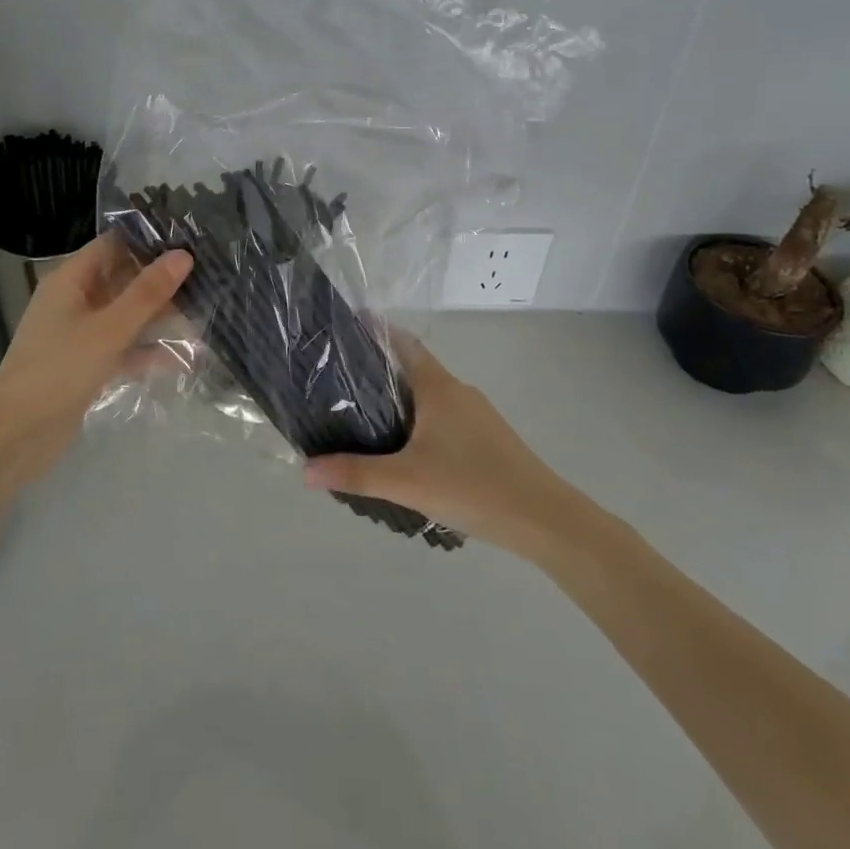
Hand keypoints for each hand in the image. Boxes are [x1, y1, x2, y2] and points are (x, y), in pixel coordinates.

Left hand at [0, 235, 191, 489]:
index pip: (112, 245)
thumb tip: (184, 255)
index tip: (190, 238)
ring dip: (159, 316)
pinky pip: (124, 348)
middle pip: (123, 279)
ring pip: (126, 315)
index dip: (148, 240)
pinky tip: (185, 358)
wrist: (16, 437)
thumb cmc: (59, 371)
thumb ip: (148, 293)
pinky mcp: (87, 365)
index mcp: (70, 280)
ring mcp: (80, 334)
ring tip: (205, 312)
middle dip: (161, 280)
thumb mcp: (109, 329)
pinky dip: (148, 351)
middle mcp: (74, 301)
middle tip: (209, 275)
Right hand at [301, 332, 571, 554]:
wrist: (545, 519)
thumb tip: (304, 469)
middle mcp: (458, 392)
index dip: (375, 332)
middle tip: (340, 384)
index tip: (345, 329)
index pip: (403, 343)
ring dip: (400, 402)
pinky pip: (444, 419)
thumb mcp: (406, 481)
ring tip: (364, 421)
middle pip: (413, 369)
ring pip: (429, 398)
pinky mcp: (488, 439)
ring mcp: (477, 416)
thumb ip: (355, 473)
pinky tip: (406, 454)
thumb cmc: (473, 485)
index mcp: (438, 387)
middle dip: (379, 372)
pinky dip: (420, 424)